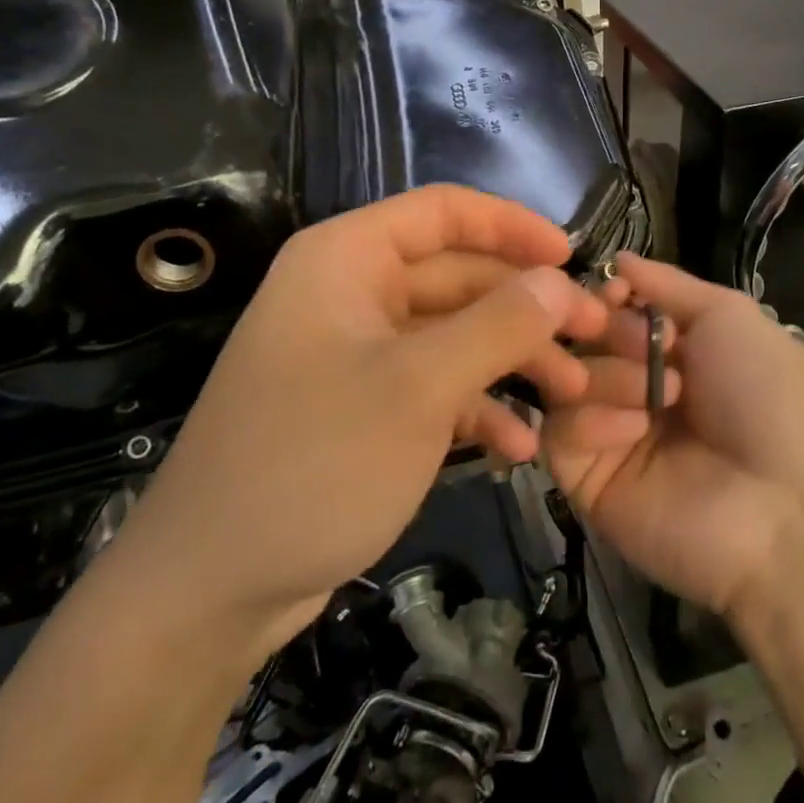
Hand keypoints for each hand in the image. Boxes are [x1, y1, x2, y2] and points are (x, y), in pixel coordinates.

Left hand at [103, 186, 611, 656]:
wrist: (210, 590)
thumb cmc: (315, 463)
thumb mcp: (418, 387)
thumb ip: (498, 324)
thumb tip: (560, 280)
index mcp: (347, 259)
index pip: (444, 212)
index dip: (512, 226)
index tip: (573, 257)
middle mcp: (350, 293)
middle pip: (457, 276)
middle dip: (526, 307)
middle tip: (592, 337)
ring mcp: (356, 353)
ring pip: (453, 335)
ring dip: (511, 361)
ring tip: (570, 395)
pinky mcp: (362, 407)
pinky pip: (432, 386)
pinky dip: (476, 408)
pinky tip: (518, 448)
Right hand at [541, 253, 803, 617]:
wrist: (786, 506)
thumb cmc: (767, 398)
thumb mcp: (730, 318)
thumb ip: (669, 286)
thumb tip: (618, 259)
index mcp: (670, 352)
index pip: (610, 310)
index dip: (606, 296)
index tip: (616, 293)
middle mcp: (634, 387)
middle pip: (582, 340)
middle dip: (611, 333)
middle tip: (648, 348)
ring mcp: (608, 435)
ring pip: (565, 381)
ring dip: (608, 375)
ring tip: (655, 397)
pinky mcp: (587, 482)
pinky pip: (559, 434)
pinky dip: (592, 420)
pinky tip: (636, 429)